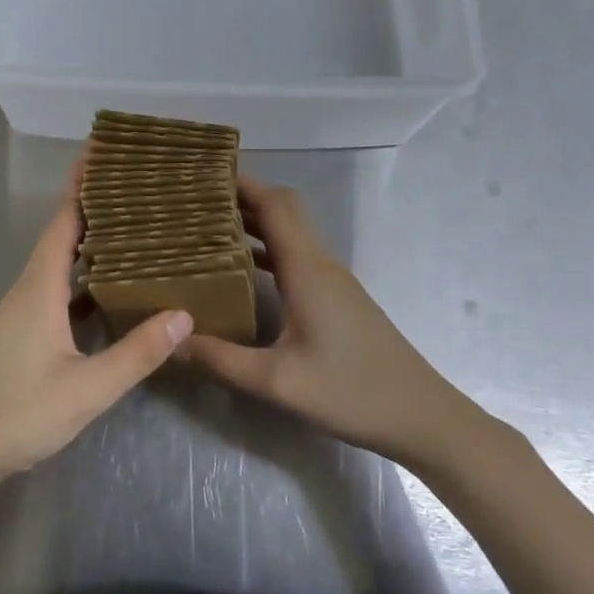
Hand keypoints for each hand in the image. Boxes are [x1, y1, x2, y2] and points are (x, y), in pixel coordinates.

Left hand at [0, 166, 192, 490]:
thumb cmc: (18, 413)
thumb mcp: (87, 388)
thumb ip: (136, 353)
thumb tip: (185, 313)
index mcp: (40, 286)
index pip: (65, 219)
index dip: (84, 183)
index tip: (107, 151)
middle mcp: (30, 286)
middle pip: (64, 230)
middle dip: (95, 202)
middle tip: (137, 183)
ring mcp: (25, 308)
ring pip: (62, 259)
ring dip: (92, 237)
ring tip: (134, 224)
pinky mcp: (26, 328)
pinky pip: (61, 285)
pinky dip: (86, 274)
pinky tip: (113, 284)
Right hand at [179, 177, 457, 466]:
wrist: (421, 416)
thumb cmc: (351, 392)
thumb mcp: (278, 382)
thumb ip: (221, 360)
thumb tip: (172, 341)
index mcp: (307, 268)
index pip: (274, 203)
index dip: (241, 183)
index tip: (202, 176)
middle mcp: (320, 263)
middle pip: (282, 209)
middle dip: (241, 197)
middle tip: (195, 202)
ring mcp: (331, 280)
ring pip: (290, 232)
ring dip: (254, 222)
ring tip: (207, 228)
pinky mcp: (336, 297)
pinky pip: (296, 256)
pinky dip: (267, 249)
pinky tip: (241, 271)